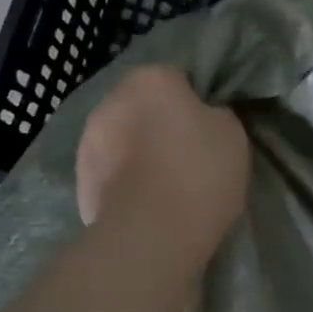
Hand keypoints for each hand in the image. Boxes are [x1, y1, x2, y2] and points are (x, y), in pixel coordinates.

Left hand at [76, 65, 249, 264]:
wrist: (151, 235)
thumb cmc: (198, 172)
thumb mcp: (232, 133)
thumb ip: (215, 114)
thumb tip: (203, 117)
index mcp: (150, 78)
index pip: (178, 77)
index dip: (196, 101)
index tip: (209, 128)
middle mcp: (111, 100)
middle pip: (143, 106)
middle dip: (160, 124)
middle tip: (188, 155)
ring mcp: (88, 141)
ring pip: (122, 138)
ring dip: (137, 152)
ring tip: (164, 184)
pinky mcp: (80, 180)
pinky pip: (111, 172)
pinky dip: (124, 181)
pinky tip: (145, 203)